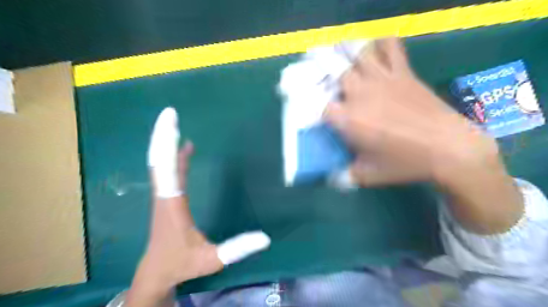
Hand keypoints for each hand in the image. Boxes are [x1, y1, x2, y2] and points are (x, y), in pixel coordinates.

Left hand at [125, 107, 268, 305]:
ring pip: (161, 163)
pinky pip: (169, 171)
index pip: (168, 170)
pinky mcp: (167, 197)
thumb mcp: (212, 259)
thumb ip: (237, 249)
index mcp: (172, 205)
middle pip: (159, 160)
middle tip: (169, 113)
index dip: (169, 146)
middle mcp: (164, 195)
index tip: (173, 123)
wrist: (157, 271)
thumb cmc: (182, 264)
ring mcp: (164, 196)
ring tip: (173, 123)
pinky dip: (174, 156)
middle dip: (163, 135)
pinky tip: (184, 147)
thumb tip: (266, 238)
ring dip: (166, 142)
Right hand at [325, 38, 521, 234]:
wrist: (449, 150)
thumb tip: (329, 178)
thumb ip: (343, 176)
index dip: (316, 108)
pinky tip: (376, 50)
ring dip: (348, 58)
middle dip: (329, 79)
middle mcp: (361, 94)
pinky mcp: (403, 73)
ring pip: (358, 56)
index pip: (320, 106)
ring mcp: (382, 80)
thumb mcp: (367, 176)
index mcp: (349, 120)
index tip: (320, 115)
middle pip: (335, 74)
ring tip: (346, 65)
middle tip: (331, 87)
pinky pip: (391, 48)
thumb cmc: (404, 164)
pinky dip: (382, 44)